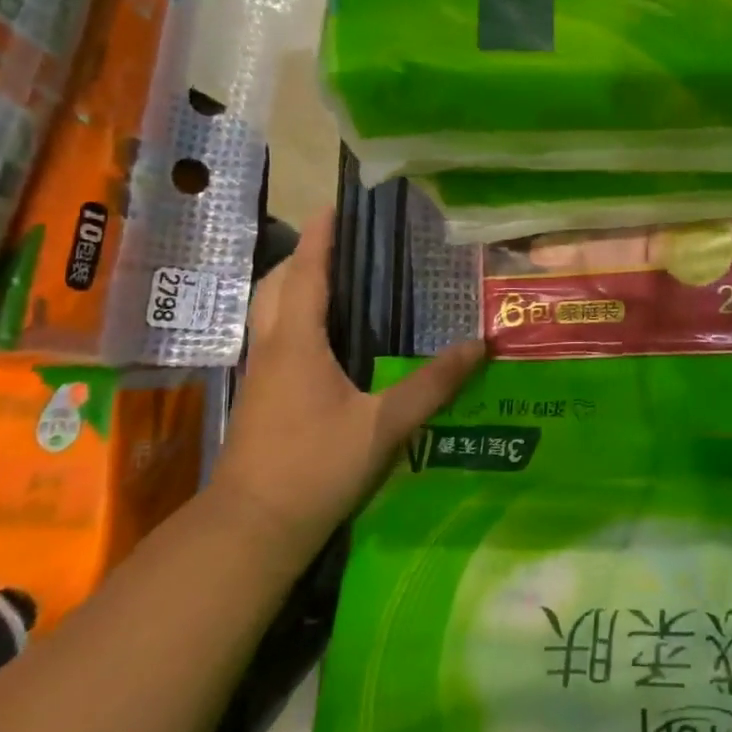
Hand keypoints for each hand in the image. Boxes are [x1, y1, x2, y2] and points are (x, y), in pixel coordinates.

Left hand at [212, 210, 484, 550]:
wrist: (252, 528)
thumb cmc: (315, 467)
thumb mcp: (384, 426)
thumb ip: (432, 385)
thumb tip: (479, 346)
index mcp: (297, 341)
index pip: (307, 272)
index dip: (320, 236)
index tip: (335, 204)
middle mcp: (272, 346)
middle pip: (278, 283)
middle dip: (305, 254)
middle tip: (345, 243)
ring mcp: (261, 372)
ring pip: (270, 310)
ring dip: (295, 284)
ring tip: (338, 279)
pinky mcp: (260, 395)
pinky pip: (275, 335)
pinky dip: (294, 315)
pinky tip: (327, 336)